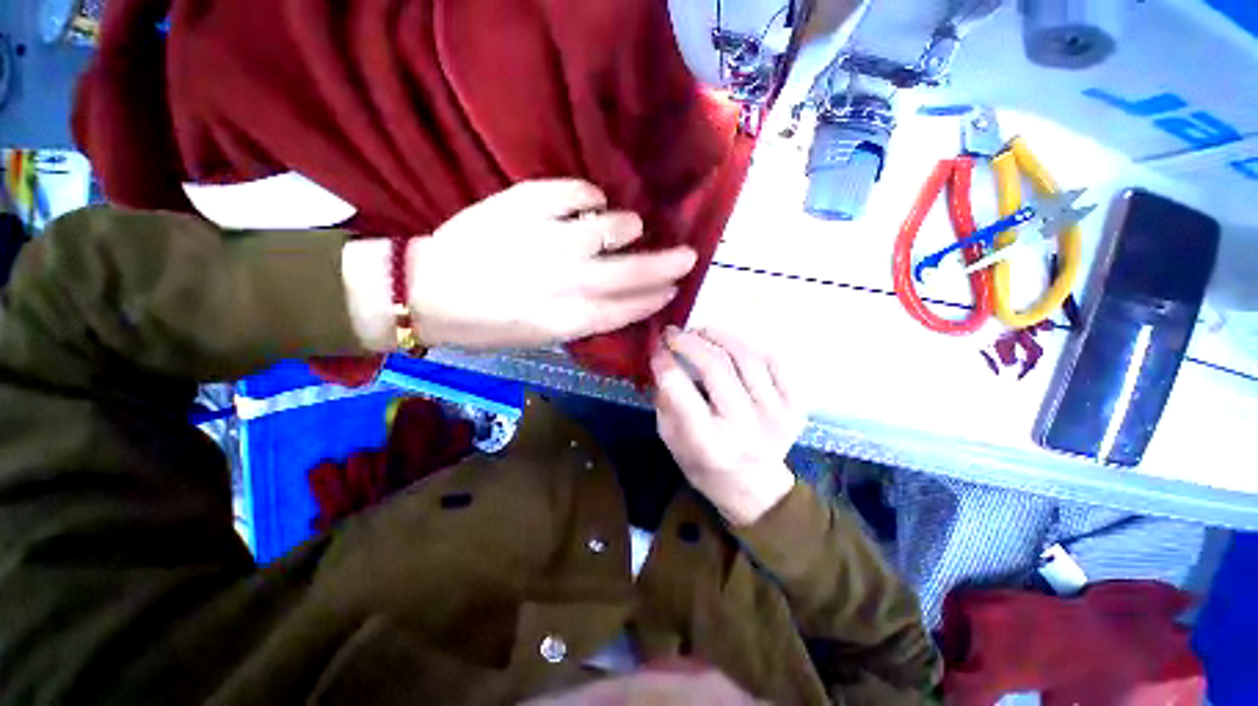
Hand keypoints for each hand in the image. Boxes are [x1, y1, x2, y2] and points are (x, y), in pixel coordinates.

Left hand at [407, 179, 696, 348]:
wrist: (425, 292)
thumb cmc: (484, 325)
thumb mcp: (537, 339)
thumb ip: (580, 321)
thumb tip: (615, 300)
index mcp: (565, 321)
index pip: (625, 309)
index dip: (653, 299)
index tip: (673, 289)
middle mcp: (563, 282)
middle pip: (629, 273)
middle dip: (665, 265)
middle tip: (689, 256)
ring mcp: (545, 240)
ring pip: (607, 228)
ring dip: (627, 226)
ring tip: (631, 226)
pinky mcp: (521, 207)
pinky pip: (571, 192)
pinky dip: (589, 194)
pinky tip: (594, 200)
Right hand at [652, 328, 806, 526]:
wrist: (755, 489)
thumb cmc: (705, 467)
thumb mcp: (672, 441)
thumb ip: (666, 402)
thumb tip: (662, 360)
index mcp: (709, 443)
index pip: (681, 391)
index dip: (665, 362)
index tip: (655, 348)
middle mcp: (744, 426)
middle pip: (715, 367)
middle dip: (689, 342)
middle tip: (673, 333)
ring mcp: (775, 415)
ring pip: (746, 357)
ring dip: (718, 336)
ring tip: (701, 332)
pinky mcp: (794, 406)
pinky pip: (774, 363)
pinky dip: (751, 349)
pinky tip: (734, 349)